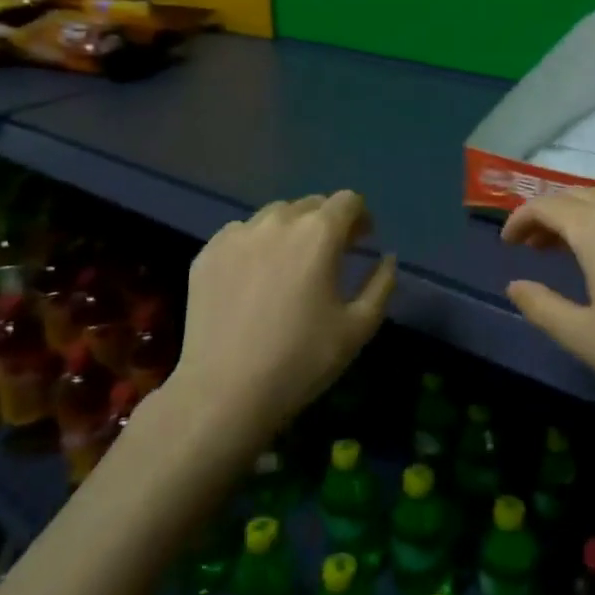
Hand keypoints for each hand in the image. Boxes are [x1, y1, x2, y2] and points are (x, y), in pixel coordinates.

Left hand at [175, 192, 396, 438]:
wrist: (224, 393)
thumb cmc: (301, 360)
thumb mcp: (359, 327)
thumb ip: (381, 284)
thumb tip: (386, 258)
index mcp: (319, 233)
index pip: (348, 200)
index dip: (360, 217)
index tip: (362, 241)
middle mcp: (278, 221)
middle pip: (312, 204)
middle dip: (327, 222)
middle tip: (329, 256)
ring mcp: (237, 234)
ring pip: (274, 215)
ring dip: (291, 229)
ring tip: (289, 265)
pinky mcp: (208, 253)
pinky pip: (241, 234)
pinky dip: (256, 244)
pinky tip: (254, 278)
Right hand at [502, 186, 594, 422]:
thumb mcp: (584, 336)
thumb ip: (541, 306)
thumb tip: (515, 285)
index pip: (548, 206)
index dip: (522, 218)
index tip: (509, 242)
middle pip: (582, 196)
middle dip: (554, 215)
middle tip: (539, 244)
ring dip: (593, 214)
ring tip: (585, 244)